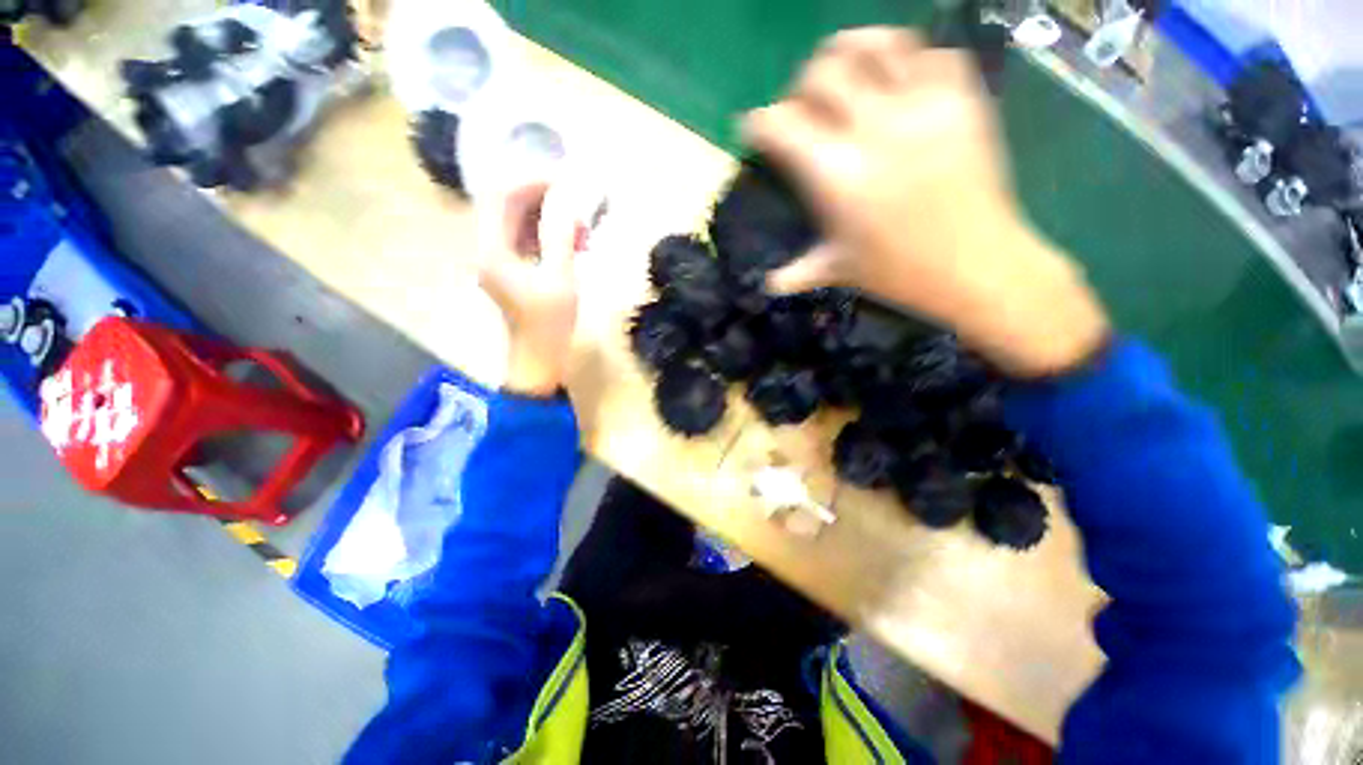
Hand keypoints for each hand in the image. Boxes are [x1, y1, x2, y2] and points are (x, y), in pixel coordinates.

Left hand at [478, 180, 583, 396]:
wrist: (538, 355)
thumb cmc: (549, 323)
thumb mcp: (561, 279)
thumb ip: (561, 237)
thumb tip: (566, 201)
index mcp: (492, 250)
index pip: (501, 197)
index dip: (531, 182)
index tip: (565, 182)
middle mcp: (486, 247)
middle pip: (507, 204)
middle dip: (542, 198)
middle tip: (576, 204)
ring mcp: (496, 257)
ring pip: (517, 220)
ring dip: (548, 218)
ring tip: (581, 231)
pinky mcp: (509, 267)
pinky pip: (525, 237)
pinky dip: (547, 235)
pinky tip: (574, 244)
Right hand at [743, 27, 1108, 376]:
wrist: (975, 265)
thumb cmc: (897, 272)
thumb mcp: (837, 270)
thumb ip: (797, 272)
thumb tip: (768, 285)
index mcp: (835, 175)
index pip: (780, 124)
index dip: (758, 123)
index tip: (756, 131)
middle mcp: (872, 128)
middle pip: (821, 72)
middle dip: (801, 86)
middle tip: (804, 107)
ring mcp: (922, 105)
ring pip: (876, 43)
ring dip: (851, 51)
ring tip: (847, 72)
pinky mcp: (963, 98)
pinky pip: (932, 51)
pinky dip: (911, 59)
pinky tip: (901, 80)